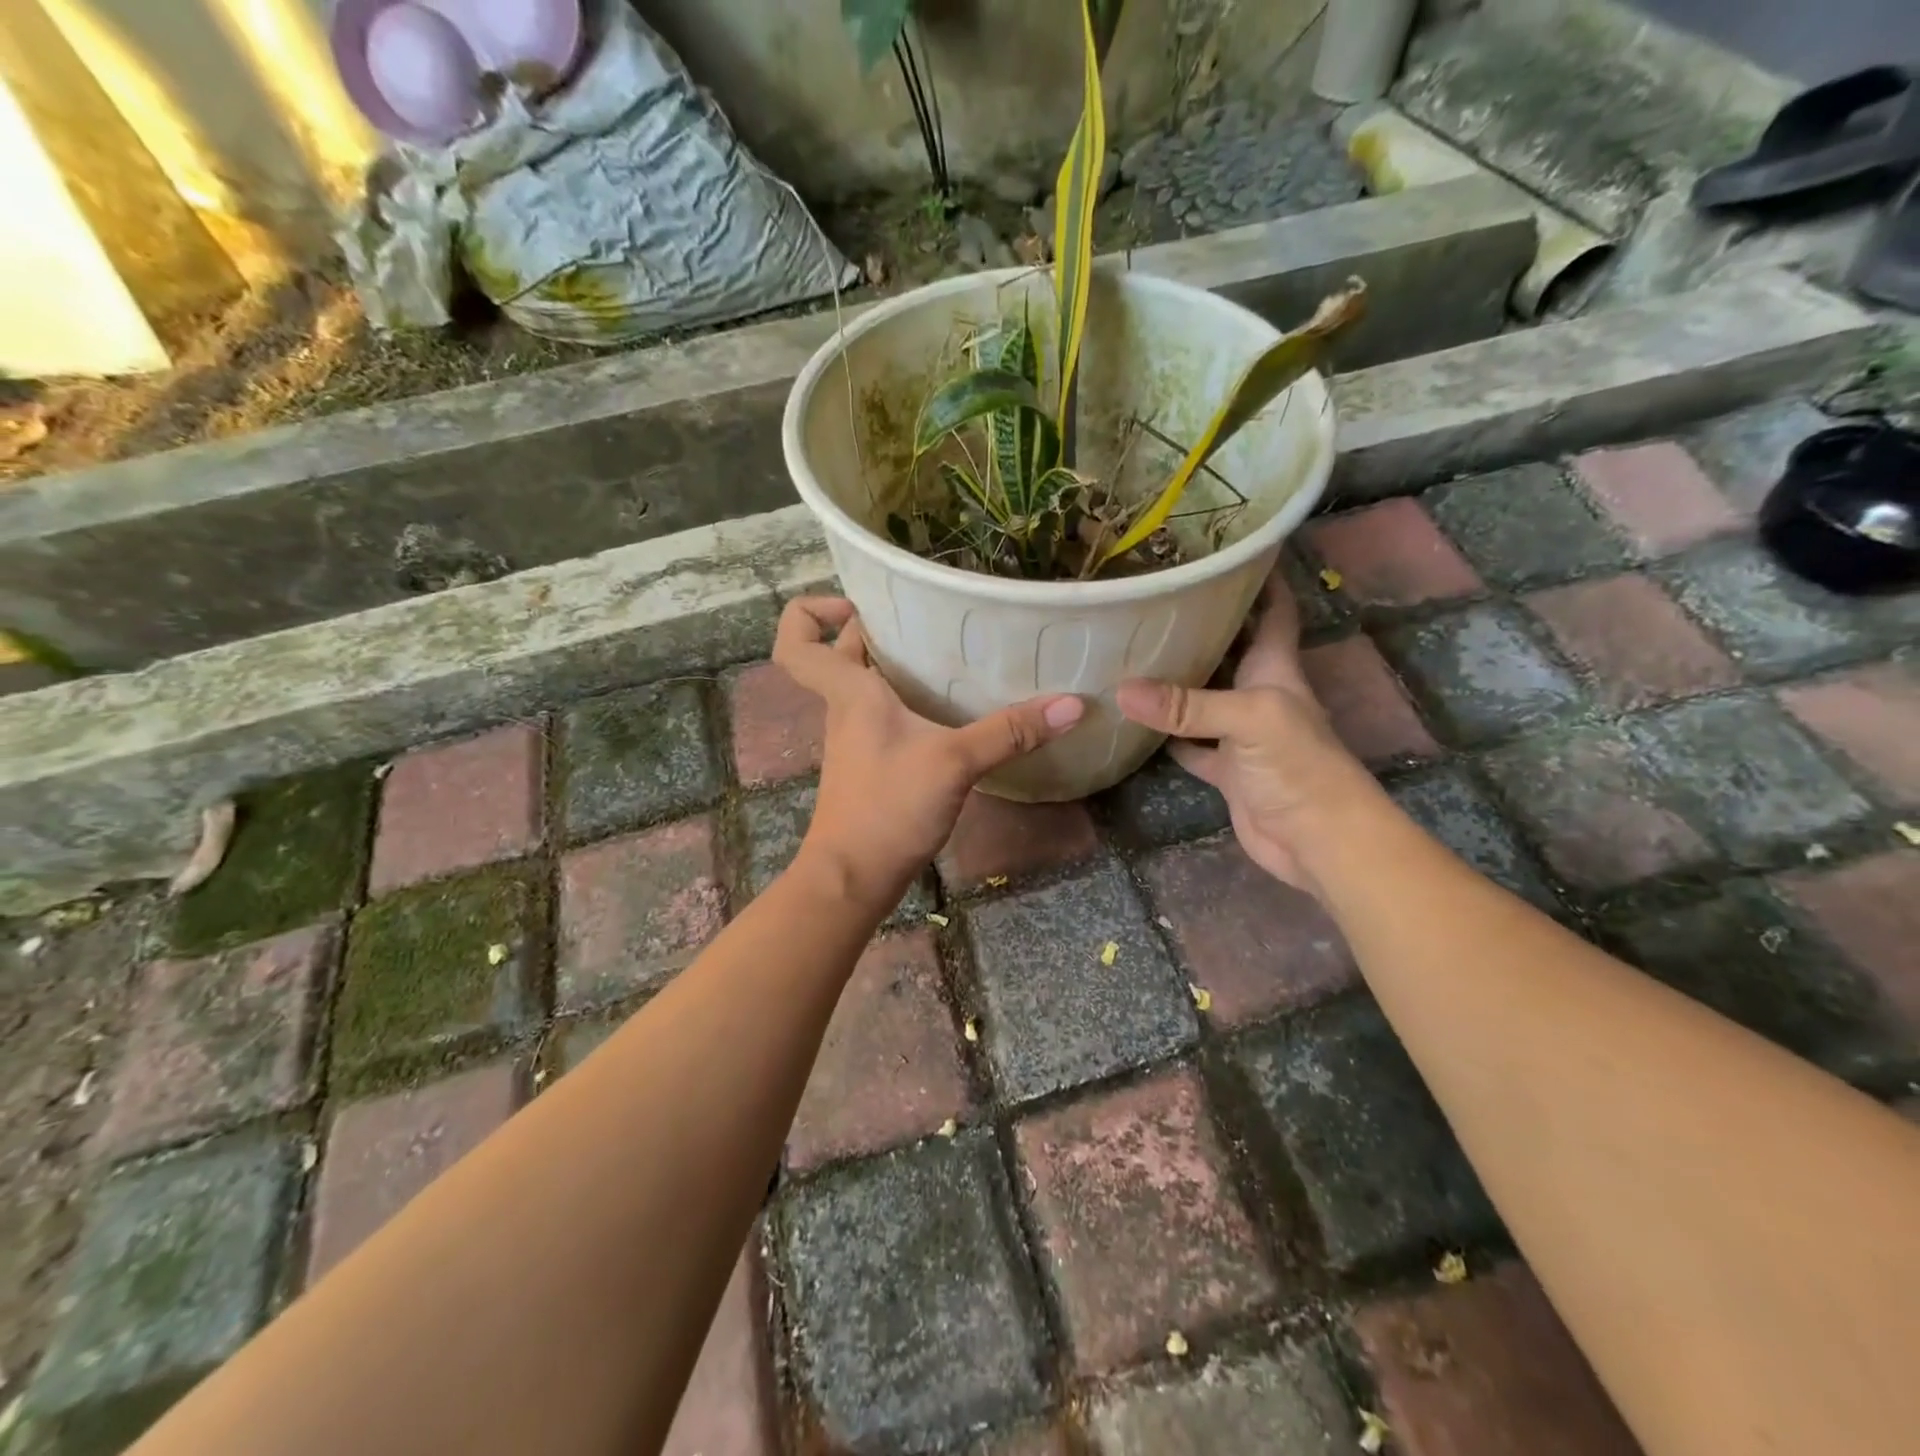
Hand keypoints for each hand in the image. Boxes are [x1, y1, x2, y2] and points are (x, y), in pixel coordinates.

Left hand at [775, 598, 1084, 906]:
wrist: (853, 879)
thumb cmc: (888, 808)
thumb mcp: (954, 762)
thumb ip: (1009, 732)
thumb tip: (1072, 704)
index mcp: (849, 693)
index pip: (796, 641)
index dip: (811, 612)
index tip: (856, 604)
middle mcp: (845, 709)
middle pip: (843, 654)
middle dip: (876, 629)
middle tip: (928, 617)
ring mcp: (856, 740)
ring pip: (865, 686)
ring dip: (896, 666)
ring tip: (949, 652)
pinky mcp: (873, 765)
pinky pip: (884, 717)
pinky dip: (909, 703)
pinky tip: (950, 709)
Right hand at [1115, 571, 1377, 895]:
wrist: (1318, 840)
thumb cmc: (1300, 766)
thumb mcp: (1248, 720)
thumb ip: (1186, 705)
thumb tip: (1121, 689)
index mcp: (1276, 668)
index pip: (1273, 608)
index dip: (1259, 576)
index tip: (1225, 548)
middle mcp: (1258, 692)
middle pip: (1229, 648)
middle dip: (1200, 624)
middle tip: (1152, 598)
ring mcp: (1240, 732)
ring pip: (1203, 695)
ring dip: (1175, 679)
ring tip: (1131, 649)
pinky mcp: (1226, 769)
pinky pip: (1188, 744)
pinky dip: (1165, 735)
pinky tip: (1132, 720)